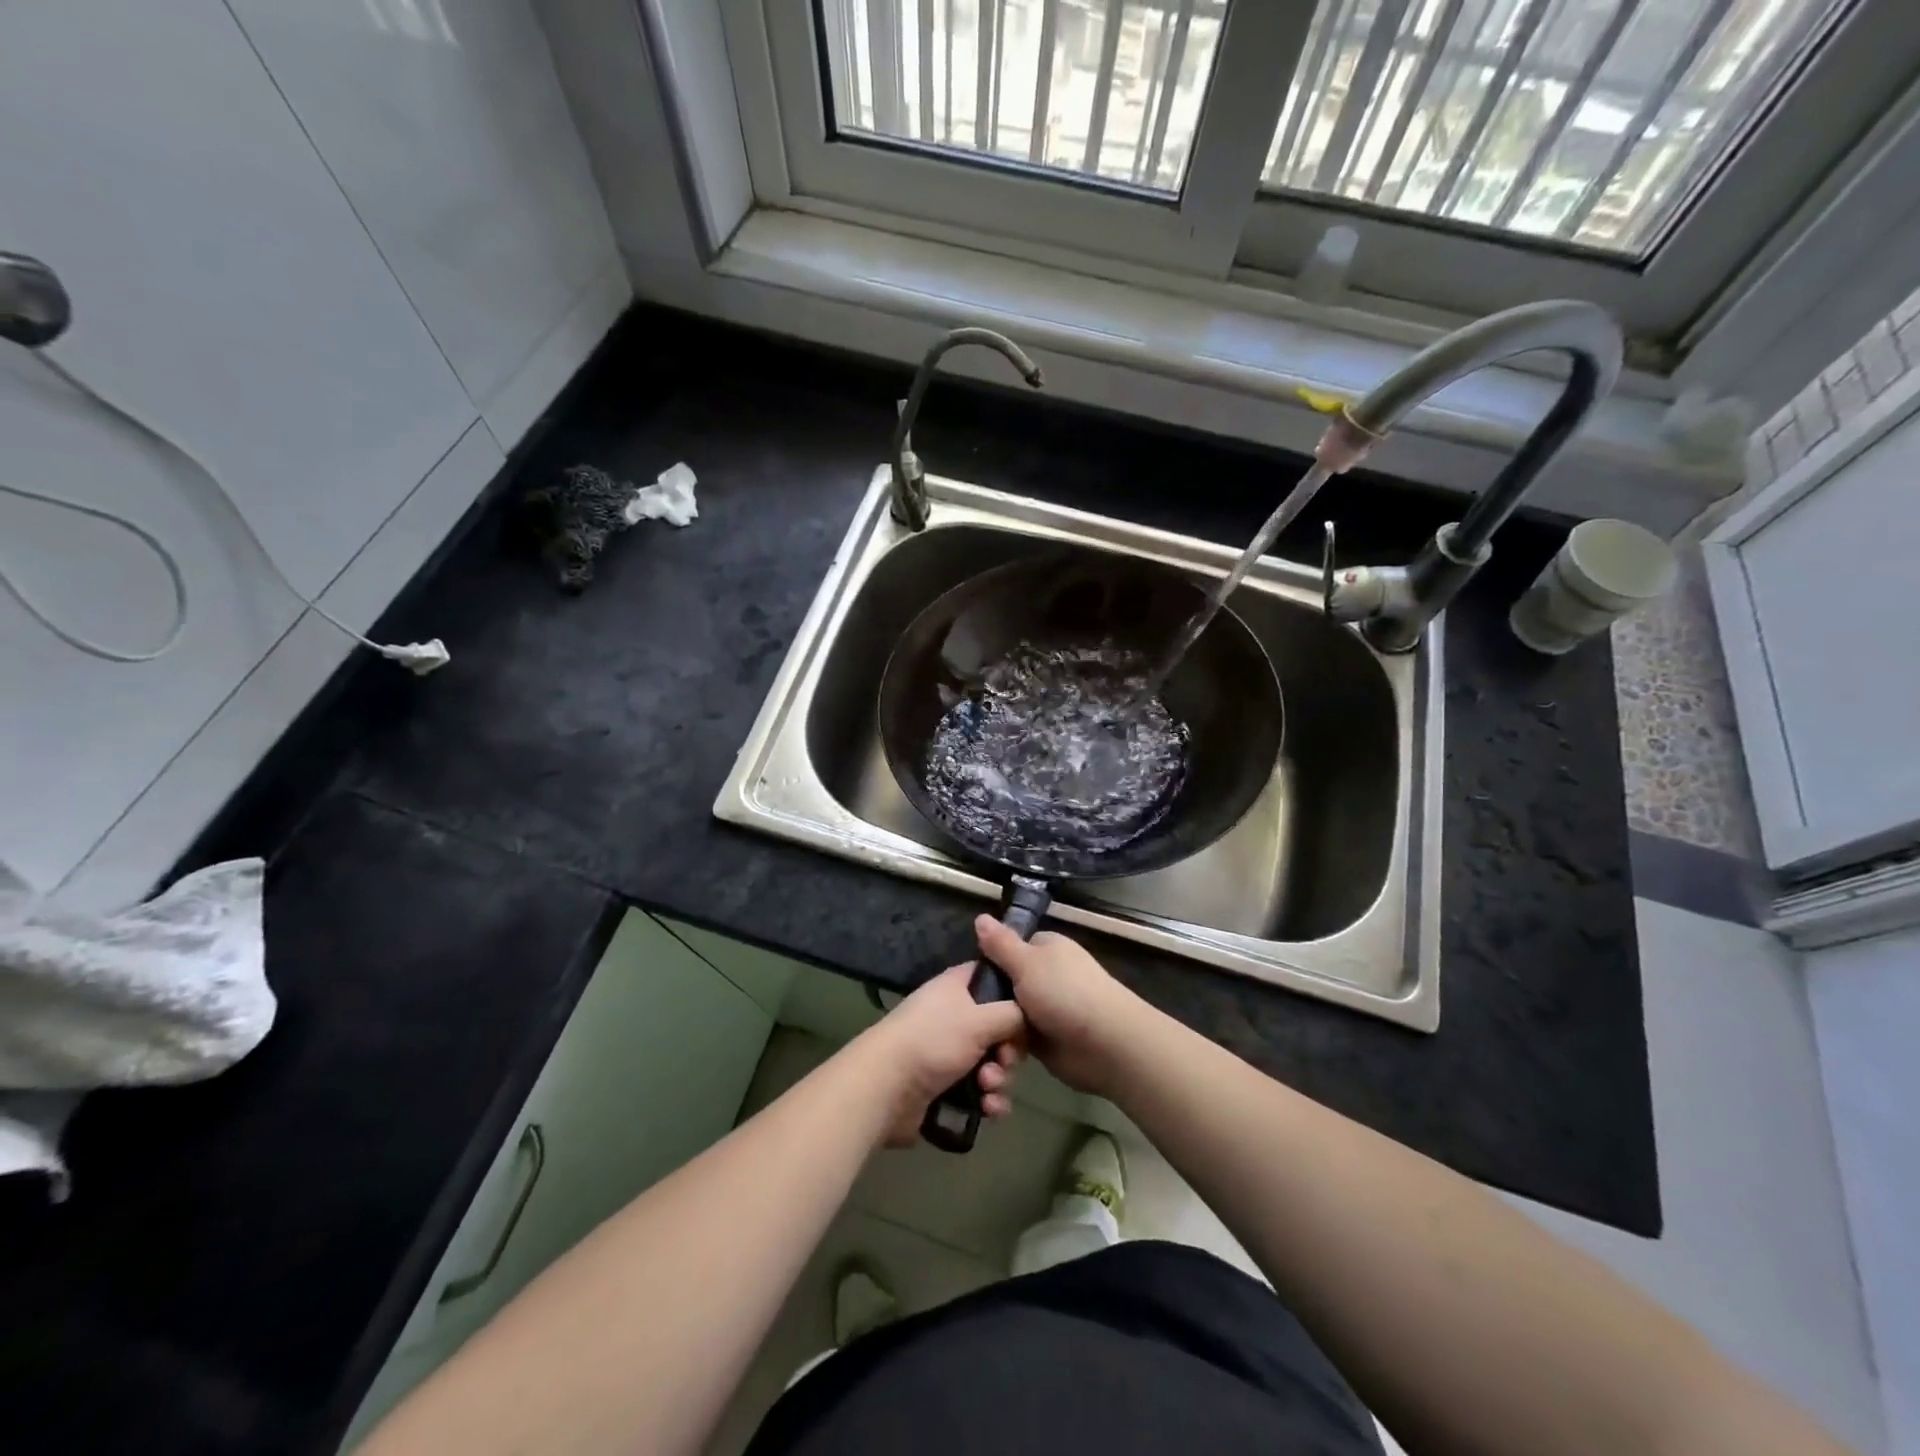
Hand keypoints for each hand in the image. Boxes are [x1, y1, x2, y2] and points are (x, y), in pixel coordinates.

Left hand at [859, 963, 1025, 1146]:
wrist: (885, 1088)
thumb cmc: (933, 1040)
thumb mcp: (980, 1018)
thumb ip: (1013, 1013)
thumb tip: (1028, 1016)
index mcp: (958, 987)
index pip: (994, 978)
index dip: (1014, 995)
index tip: (1027, 1015)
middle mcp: (955, 1015)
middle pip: (1000, 1028)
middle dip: (1009, 1051)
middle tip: (1002, 1061)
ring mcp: (949, 1052)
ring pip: (993, 1063)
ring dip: (999, 1079)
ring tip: (987, 1088)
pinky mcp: (947, 1086)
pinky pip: (981, 1092)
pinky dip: (989, 1101)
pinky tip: (988, 1110)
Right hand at [973, 916, 1142, 1096]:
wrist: (1105, 1044)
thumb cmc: (1064, 992)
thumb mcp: (1026, 962)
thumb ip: (1001, 944)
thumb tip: (980, 916)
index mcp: (1047, 949)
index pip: (1010, 948)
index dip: (990, 960)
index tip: (968, 976)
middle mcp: (1047, 976)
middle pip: (1006, 983)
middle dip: (989, 1000)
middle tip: (968, 1012)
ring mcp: (1048, 1008)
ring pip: (1009, 1014)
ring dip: (998, 1028)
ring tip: (980, 1040)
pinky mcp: (1047, 1039)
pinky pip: (1018, 1038)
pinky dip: (1008, 1046)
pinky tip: (993, 1054)